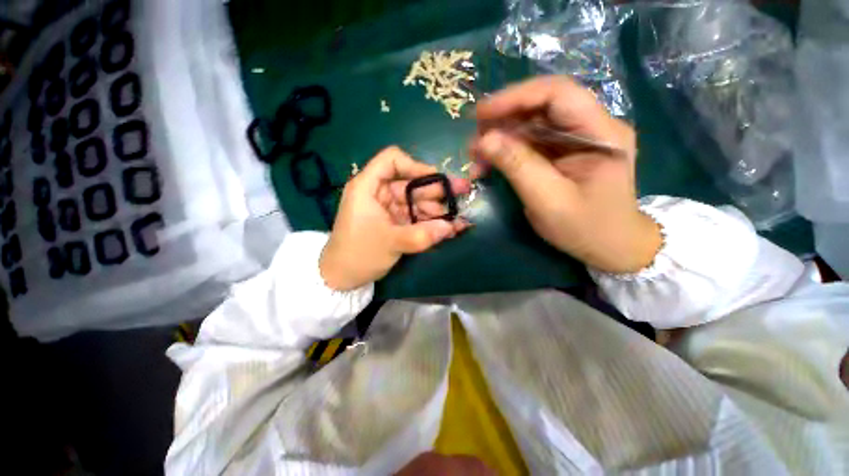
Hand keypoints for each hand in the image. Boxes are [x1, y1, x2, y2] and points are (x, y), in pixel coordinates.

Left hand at [320, 146, 470, 290]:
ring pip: (417, 202)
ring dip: (438, 210)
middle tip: (463, 193)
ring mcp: (389, 209)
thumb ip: (422, 235)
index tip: (437, 179)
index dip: (415, 165)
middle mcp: (380, 193)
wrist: (342, 278)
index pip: (392, 160)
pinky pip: (416, 217)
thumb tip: (452, 227)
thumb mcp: (391, 243)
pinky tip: (449, 228)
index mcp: (368, 187)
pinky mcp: (395, 223)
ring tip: (459, 219)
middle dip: (437, 190)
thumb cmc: (359, 254)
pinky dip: (431, 222)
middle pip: (411, 183)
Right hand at [472, 76, 660, 273]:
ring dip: (503, 135)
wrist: (611, 247)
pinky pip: (534, 141)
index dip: (516, 97)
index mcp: (603, 133)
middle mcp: (594, 126)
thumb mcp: (548, 201)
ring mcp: (580, 138)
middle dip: (504, 118)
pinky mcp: (567, 151)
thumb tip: (484, 139)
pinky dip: (509, 148)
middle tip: (474, 138)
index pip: (558, 94)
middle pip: (544, 106)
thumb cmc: (586, 229)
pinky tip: (491, 160)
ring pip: (535, 123)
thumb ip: (518, 166)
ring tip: (477, 153)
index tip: (481, 114)